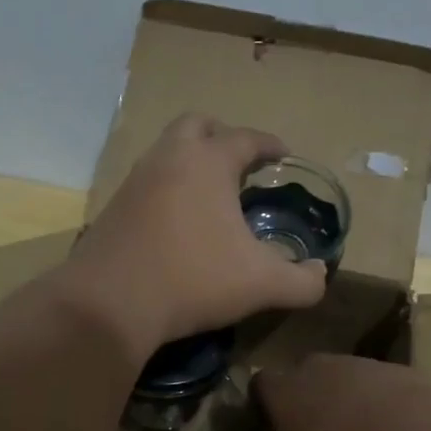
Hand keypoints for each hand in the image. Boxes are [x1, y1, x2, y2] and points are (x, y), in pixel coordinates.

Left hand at [60, 115, 327, 357]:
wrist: (110, 305)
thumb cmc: (193, 280)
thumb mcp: (262, 285)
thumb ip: (303, 281)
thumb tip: (321, 274)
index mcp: (208, 162)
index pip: (246, 138)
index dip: (269, 145)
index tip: (283, 155)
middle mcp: (168, 159)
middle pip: (196, 125)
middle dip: (221, 136)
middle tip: (240, 163)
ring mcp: (134, 181)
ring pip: (165, 152)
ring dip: (190, 162)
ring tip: (211, 194)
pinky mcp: (113, 209)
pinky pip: (147, 184)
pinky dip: (167, 190)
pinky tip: (177, 223)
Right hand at [256, 353, 430, 430]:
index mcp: (284, 393)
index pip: (263, 384)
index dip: (268, 402)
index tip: (275, 424)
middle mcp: (318, 369)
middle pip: (308, 373)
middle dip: (312, 396)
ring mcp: (362, 364)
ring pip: (349, 377)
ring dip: (353, 400)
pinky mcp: (402, 370)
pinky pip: (385, 386)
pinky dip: (388, 405)